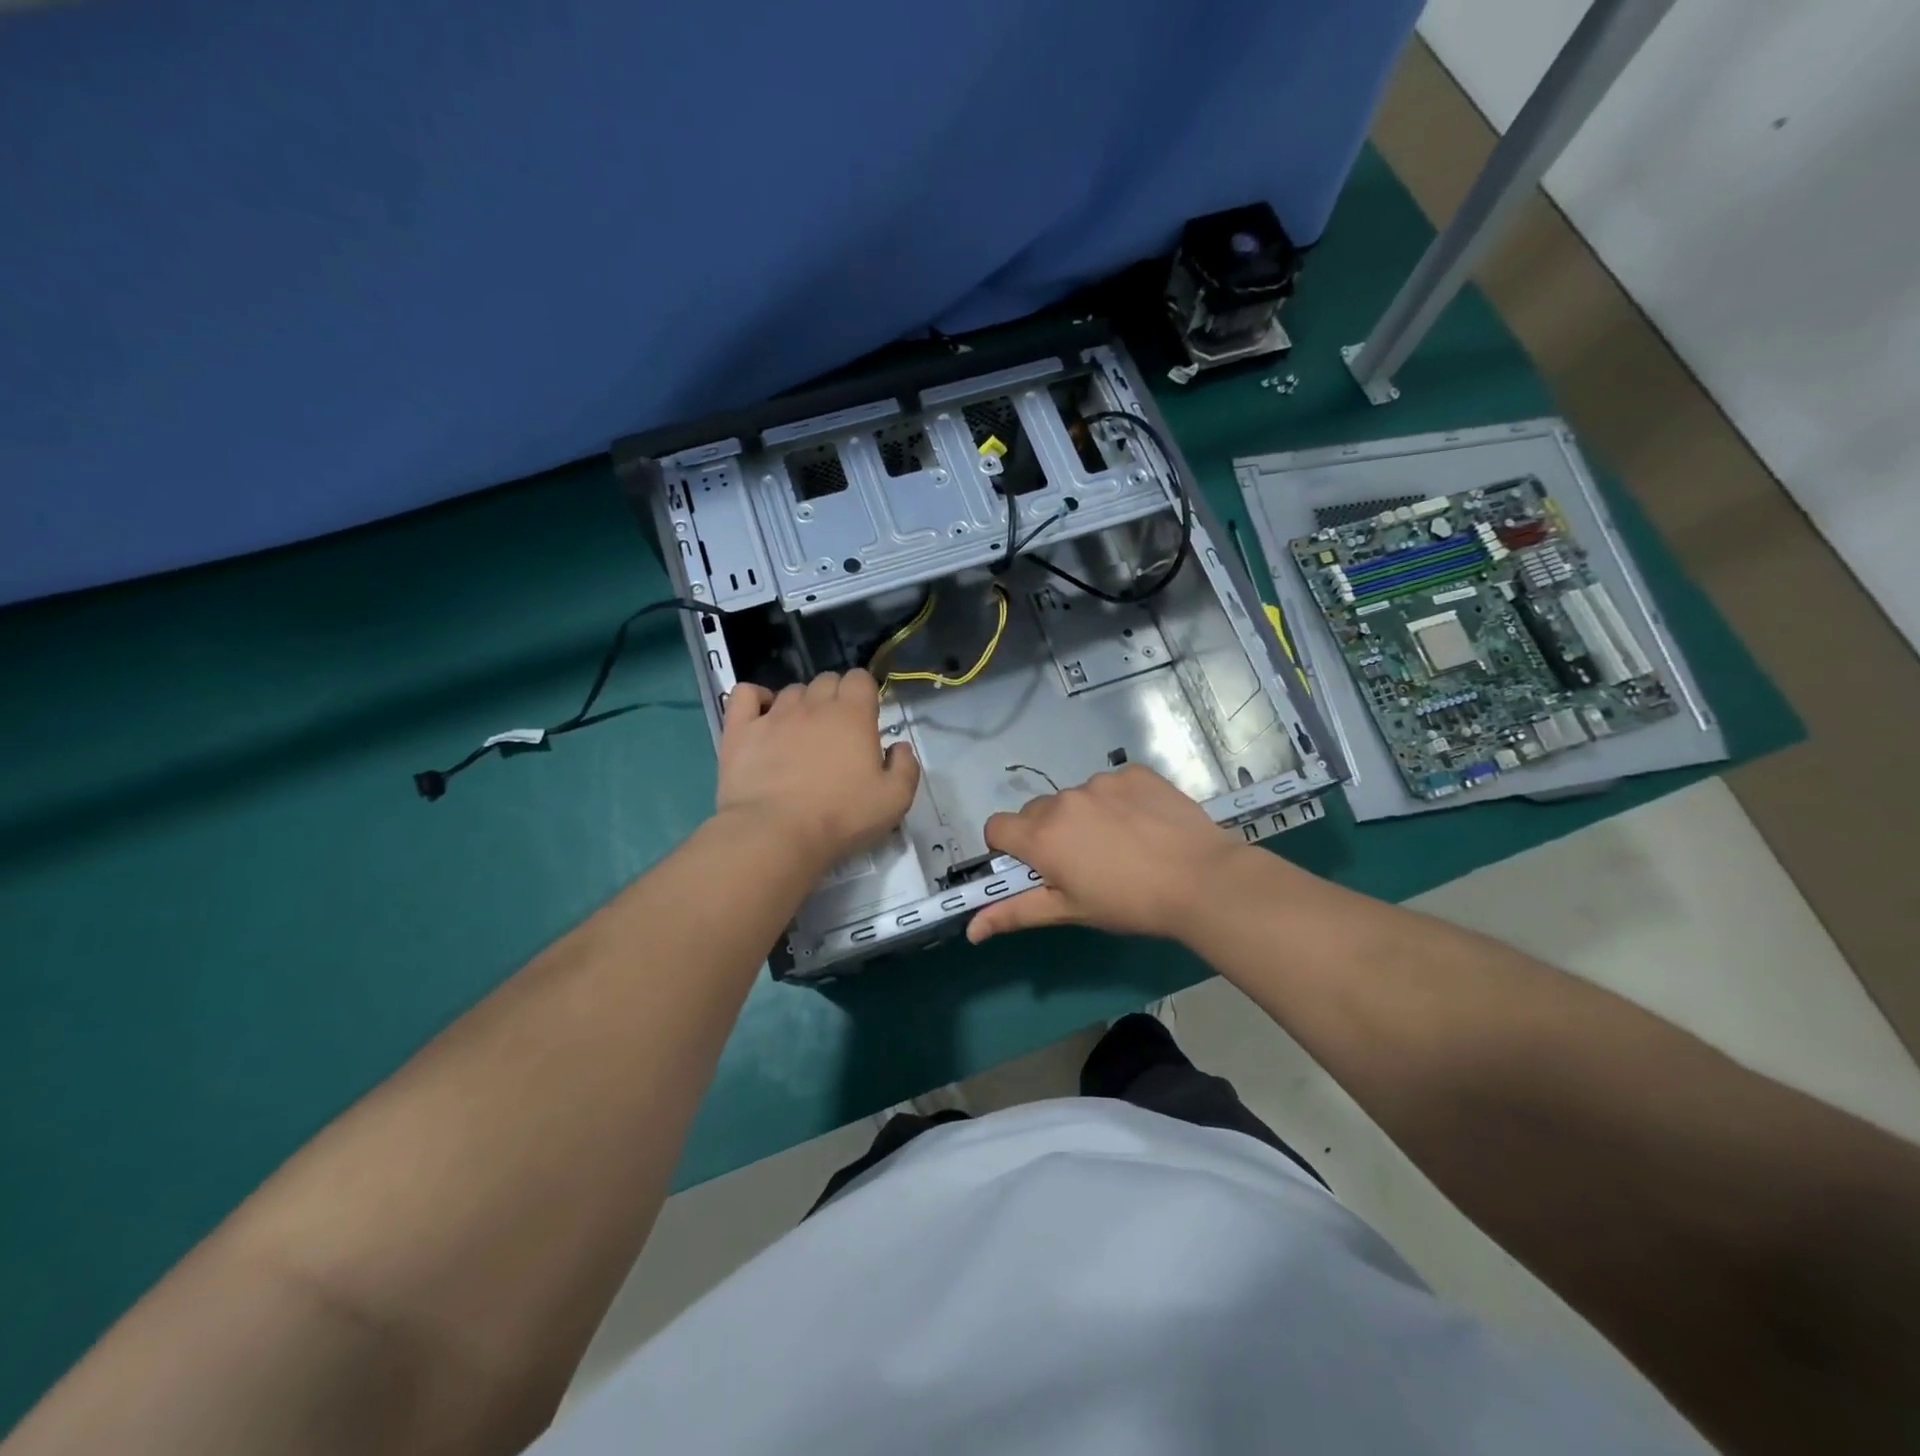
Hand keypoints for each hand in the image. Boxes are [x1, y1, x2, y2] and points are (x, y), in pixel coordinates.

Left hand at [715, 671, 919, 871]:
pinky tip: (762, 717)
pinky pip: (745, 694)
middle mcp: (813, 705)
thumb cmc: (841, 817)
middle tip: (836, 731)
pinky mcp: (740, 729)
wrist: (776, 834)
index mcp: (853, 715)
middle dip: (834, 696)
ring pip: (792, 690)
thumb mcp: (894, 800)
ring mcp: (774, 714)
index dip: (864, 692)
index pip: (860, 678)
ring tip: (801, 734)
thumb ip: (905, 767)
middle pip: (826, 679)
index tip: (865, 718)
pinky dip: (756, 698)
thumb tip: (898, 747)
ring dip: (801, 704)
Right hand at [966, 763, 1248, 944]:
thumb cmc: (1129, 903)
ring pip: (1074, 798)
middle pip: (1036, 812)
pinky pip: (1110, 785)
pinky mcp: (1133, 773)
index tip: (1033, 866)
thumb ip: (1015, 913)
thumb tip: (971, 929)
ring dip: (1083, 817)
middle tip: (1082, 863)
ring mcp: (1100, 782)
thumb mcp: (1070, 912)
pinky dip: (1117, 802)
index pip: (997, 827)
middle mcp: (1063, 800)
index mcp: (1041, 836)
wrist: (1201, 879)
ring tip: (1121, 845)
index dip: (1008, 848)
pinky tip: (1143, 825)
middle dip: (1047, 834)